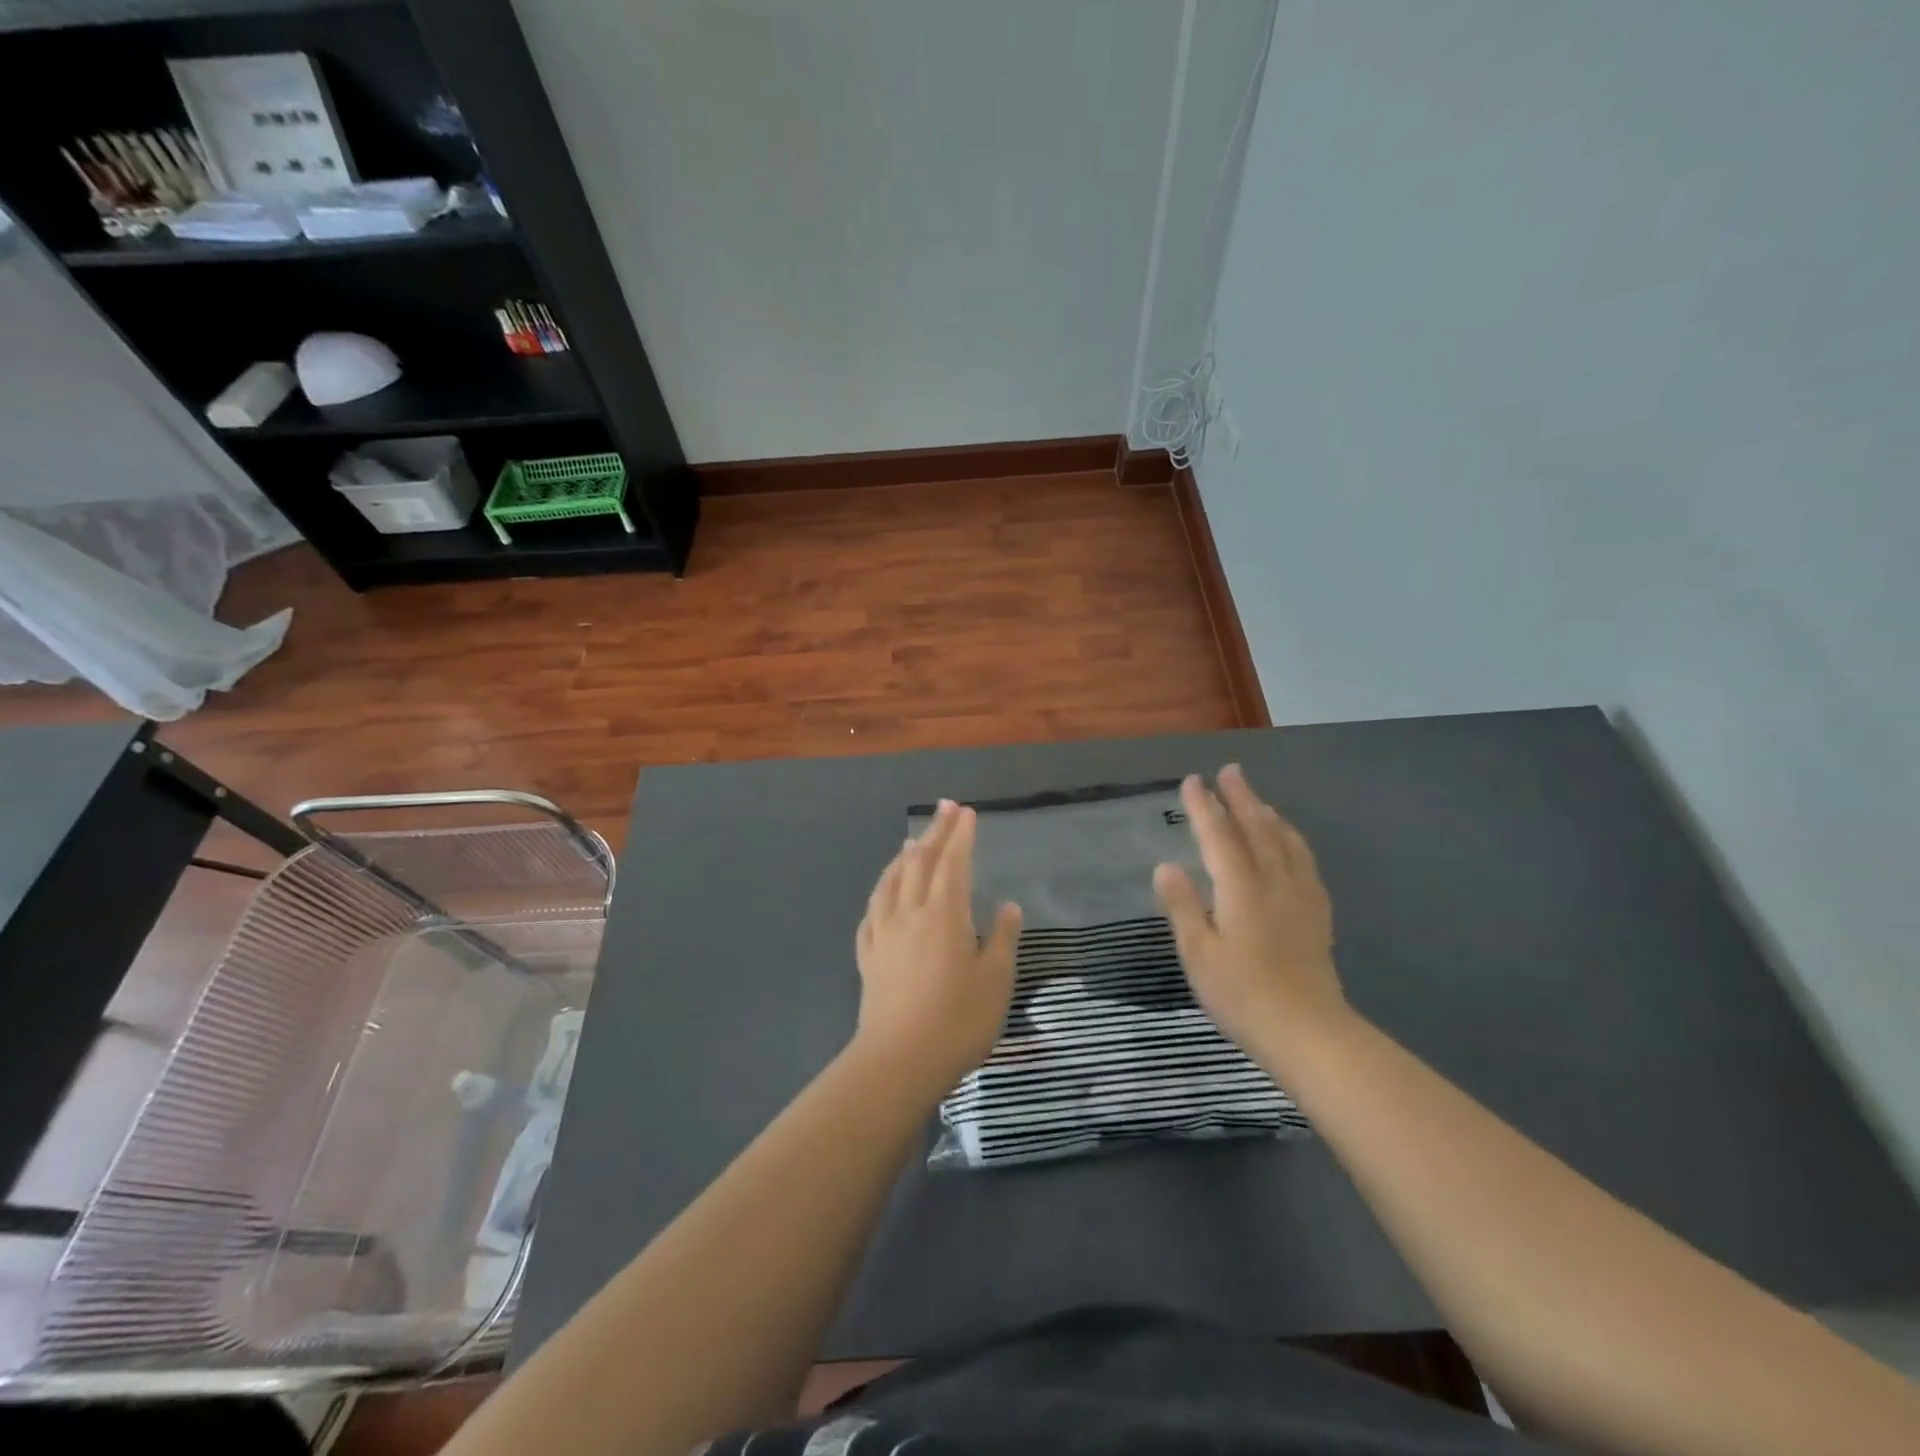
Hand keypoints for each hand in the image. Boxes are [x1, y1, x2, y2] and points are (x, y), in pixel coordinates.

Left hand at [854, 799, 1022, 1091]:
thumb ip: (1002, 939)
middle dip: (934, 832)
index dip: (960, 835)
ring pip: (890, 882)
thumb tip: (1007, 907)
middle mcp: (909, 914)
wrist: (899, 1062)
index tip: (966, 812)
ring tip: (911, 842)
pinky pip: (872, 912)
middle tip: (945, 807)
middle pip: (919, 862)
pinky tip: (883, 895)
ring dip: (903, 857)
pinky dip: (881, 892)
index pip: (952, 863)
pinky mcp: (868, 957)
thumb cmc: (958, 1021)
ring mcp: (883, 934)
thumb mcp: (996, 981)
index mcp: (943, 914)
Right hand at [1154, 764, 1346, 1055]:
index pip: (1219, 837)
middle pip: (1257, 829)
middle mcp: (1273, 883)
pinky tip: (1290, 842)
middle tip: (1230, 771)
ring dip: (1267, 814)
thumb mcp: (1198, 954)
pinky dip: (1293, 840)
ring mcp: (1300, 897)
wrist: (1309, 1033)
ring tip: (1257, 798)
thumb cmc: (1242, 995)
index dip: (1205, 807)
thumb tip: (1166, 866)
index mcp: (1240, 889)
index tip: (1192, 781)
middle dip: (1241, 797)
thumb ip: (1182, 907)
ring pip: (1285, 842)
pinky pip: (1305, 862)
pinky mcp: (1317, 914)